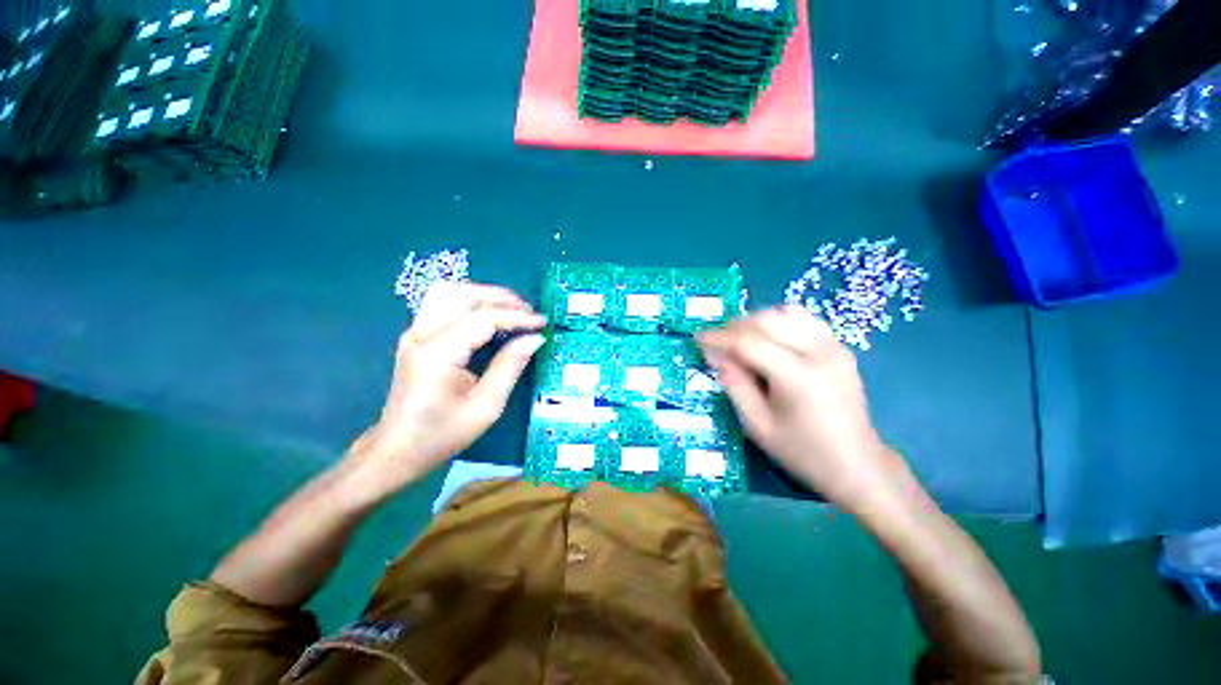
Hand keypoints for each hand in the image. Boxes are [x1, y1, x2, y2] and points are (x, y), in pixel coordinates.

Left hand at [347, 282, 545, 498]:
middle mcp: (421, 335)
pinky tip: (487, 314)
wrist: (396, 449)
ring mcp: (414, 332)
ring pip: (450, 291)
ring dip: (484, 294)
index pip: (483, 318)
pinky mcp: (415, 335)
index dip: (517, 317)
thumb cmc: (442, 434)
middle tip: (530, 312)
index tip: (543, 323)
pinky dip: (469, 301)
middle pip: (464, 295)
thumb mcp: (486, 406)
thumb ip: (510, 366)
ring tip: (511, 308)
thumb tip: (535, 338)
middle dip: (502, 298)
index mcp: (438, 354)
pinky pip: (442, 302)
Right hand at [698, 306, 908, 511]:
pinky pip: (804, 319)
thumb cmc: (803, 452)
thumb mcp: (758, 426)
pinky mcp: (840, 347)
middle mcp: (818, 352)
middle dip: (734, 326)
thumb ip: (734, 385)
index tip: (697, 338)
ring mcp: (833, 346)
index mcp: (797, 376)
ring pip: (784, 313)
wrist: (857, 465)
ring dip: (755, 321)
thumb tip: (715, 356)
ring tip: (739, 339)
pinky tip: (768, 338)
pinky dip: (779, 321)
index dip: (718, 338)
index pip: (748, 342)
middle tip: (716, 341)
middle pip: (766, 320)